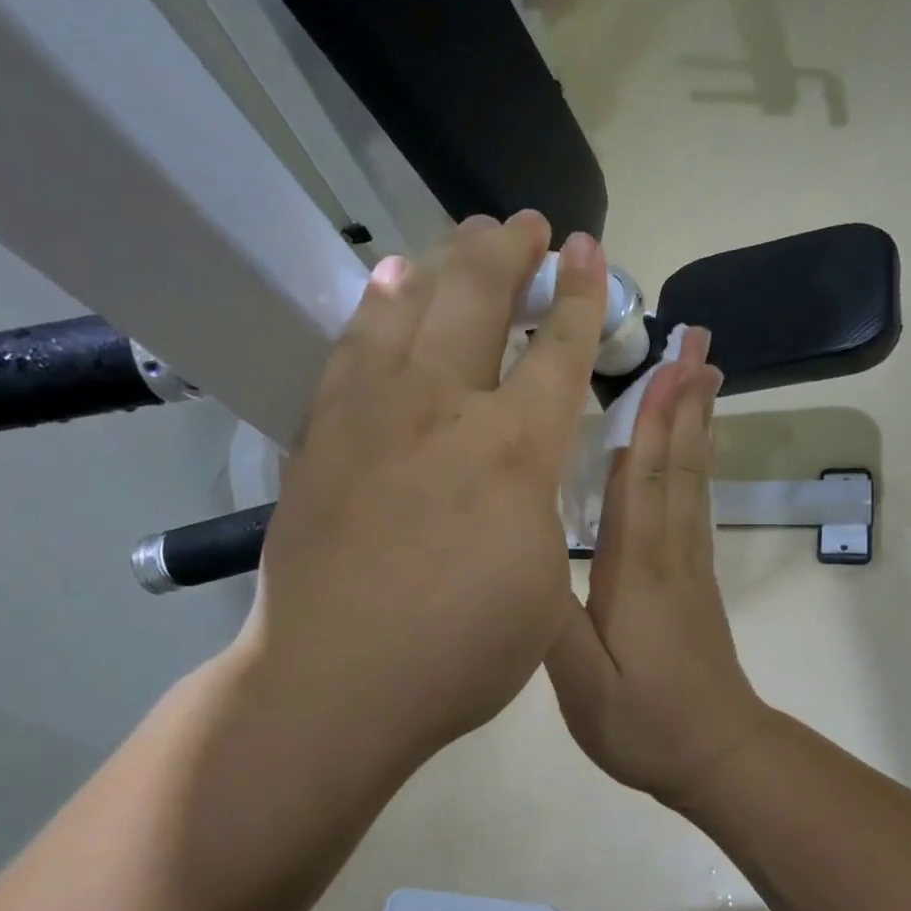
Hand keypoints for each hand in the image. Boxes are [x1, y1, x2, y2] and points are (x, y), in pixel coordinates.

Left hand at [237, 211, 607, 774]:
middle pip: (477, 298)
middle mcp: (442, 408)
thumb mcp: (543, 583)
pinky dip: (375, 306)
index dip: (580, 295)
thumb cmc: (460, 651)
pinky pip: (352, 345)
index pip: (557, 350)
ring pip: (407, 305)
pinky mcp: (322, 434)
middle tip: (526, 226)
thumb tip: (522, 468)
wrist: (333, 684)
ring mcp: (371, 414)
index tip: (588, 250)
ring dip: (443, 262)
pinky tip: (385, 288)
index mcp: (513, 449)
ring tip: (461, 239)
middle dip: (509, 251)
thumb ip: (541, 507)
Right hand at [546, 328, 773, 809]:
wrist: (717, 754)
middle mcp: (670, 551)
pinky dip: (696, 463)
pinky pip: (696, 504)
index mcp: (637, 568)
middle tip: (701, 344)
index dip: (653, 418)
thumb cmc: (644, 722)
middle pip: (678, 463)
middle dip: (686, 401)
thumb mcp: (580, 682)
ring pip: (693, 479)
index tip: (668, 363)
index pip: (643, 478)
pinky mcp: (695, 578)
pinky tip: (696, 448)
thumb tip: (523, 550)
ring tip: (706, 376)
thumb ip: (549, 616)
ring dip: (697, 423)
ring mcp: (689, 563)